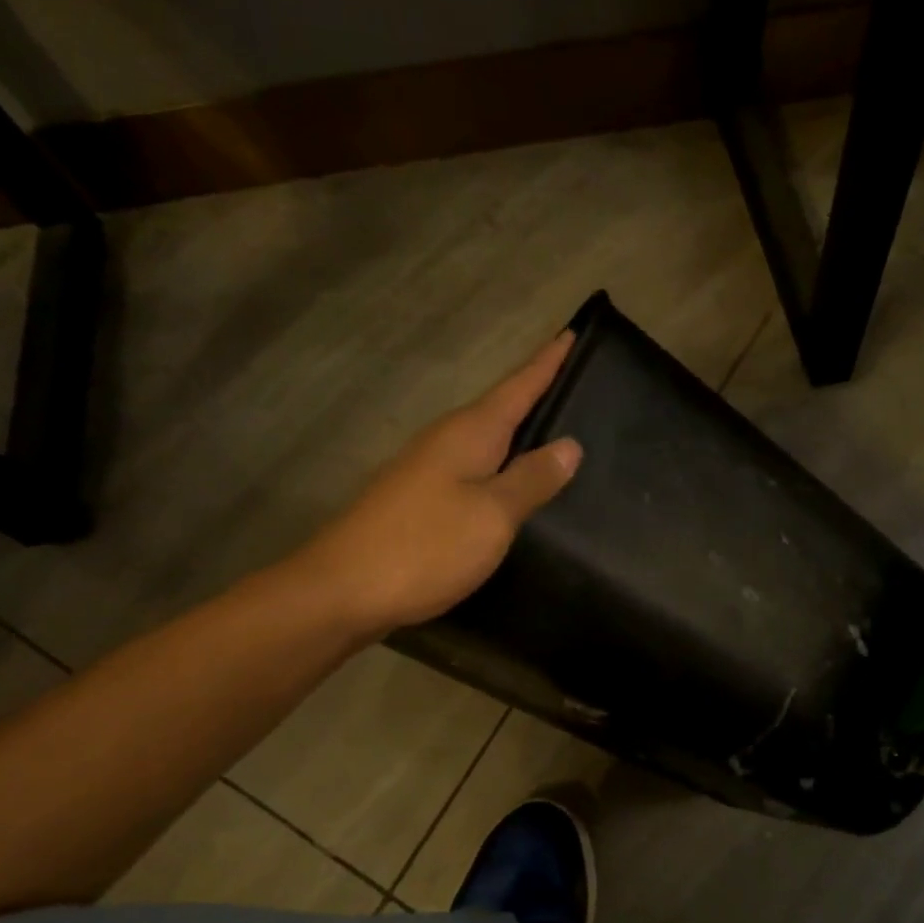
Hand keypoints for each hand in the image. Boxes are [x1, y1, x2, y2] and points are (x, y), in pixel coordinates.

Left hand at [289, 333, 582, 633]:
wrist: (342, 591)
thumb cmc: (424, 546)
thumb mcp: (492, 513)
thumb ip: (532, 479)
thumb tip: (570, 445)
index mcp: (469, 433)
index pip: (519, 386)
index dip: (548, 361)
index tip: (574, 332)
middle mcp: (447, 441)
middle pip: (502, 408)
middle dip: (538, 392)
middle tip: (581, 383)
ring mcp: (429, 471)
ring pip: (487, 440)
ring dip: (520, 431)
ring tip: (559, 430)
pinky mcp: (421, 501)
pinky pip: (475, 470)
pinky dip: (502, 466)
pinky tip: (516, 484)